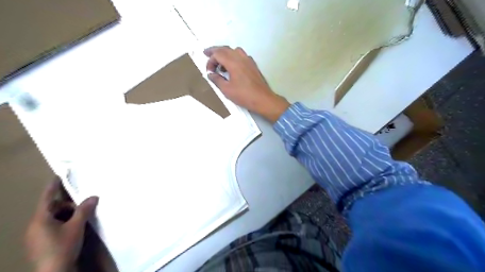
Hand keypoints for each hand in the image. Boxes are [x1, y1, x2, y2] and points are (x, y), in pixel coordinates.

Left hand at [25, 180, 99, 270]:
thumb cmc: (63, 246)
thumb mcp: (76, 226)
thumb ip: (84, 210)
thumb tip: (94, 196)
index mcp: (40, 219)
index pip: (47, 197)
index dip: (53, 186)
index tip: (59, 175)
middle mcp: (35, 225)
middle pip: (53, 207)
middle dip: (69, 205)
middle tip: (84, 206)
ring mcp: (37, 234)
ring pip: (54, 217)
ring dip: (68, 214)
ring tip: (81, 218)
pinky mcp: (42, 241)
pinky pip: (53, 225)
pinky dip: (65, 222)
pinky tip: (75, 227)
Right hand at [204, 45, 288, 121]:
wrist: (262, 99)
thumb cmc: (244, 95)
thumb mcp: (227, 89)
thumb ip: (217, 80)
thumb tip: (211, 74)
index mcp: (233, 62)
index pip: (218, 54)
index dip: (210, 61)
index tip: (209, 72)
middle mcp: (241, 57)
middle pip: (225, 49)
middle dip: (215, 51)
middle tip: (206, 54)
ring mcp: (248, 60)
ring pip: (234, 50)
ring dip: (225, 53)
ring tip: (220, 63)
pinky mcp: (253, 65)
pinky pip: (241, 55)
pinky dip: (234, 57)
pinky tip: (233, 66)